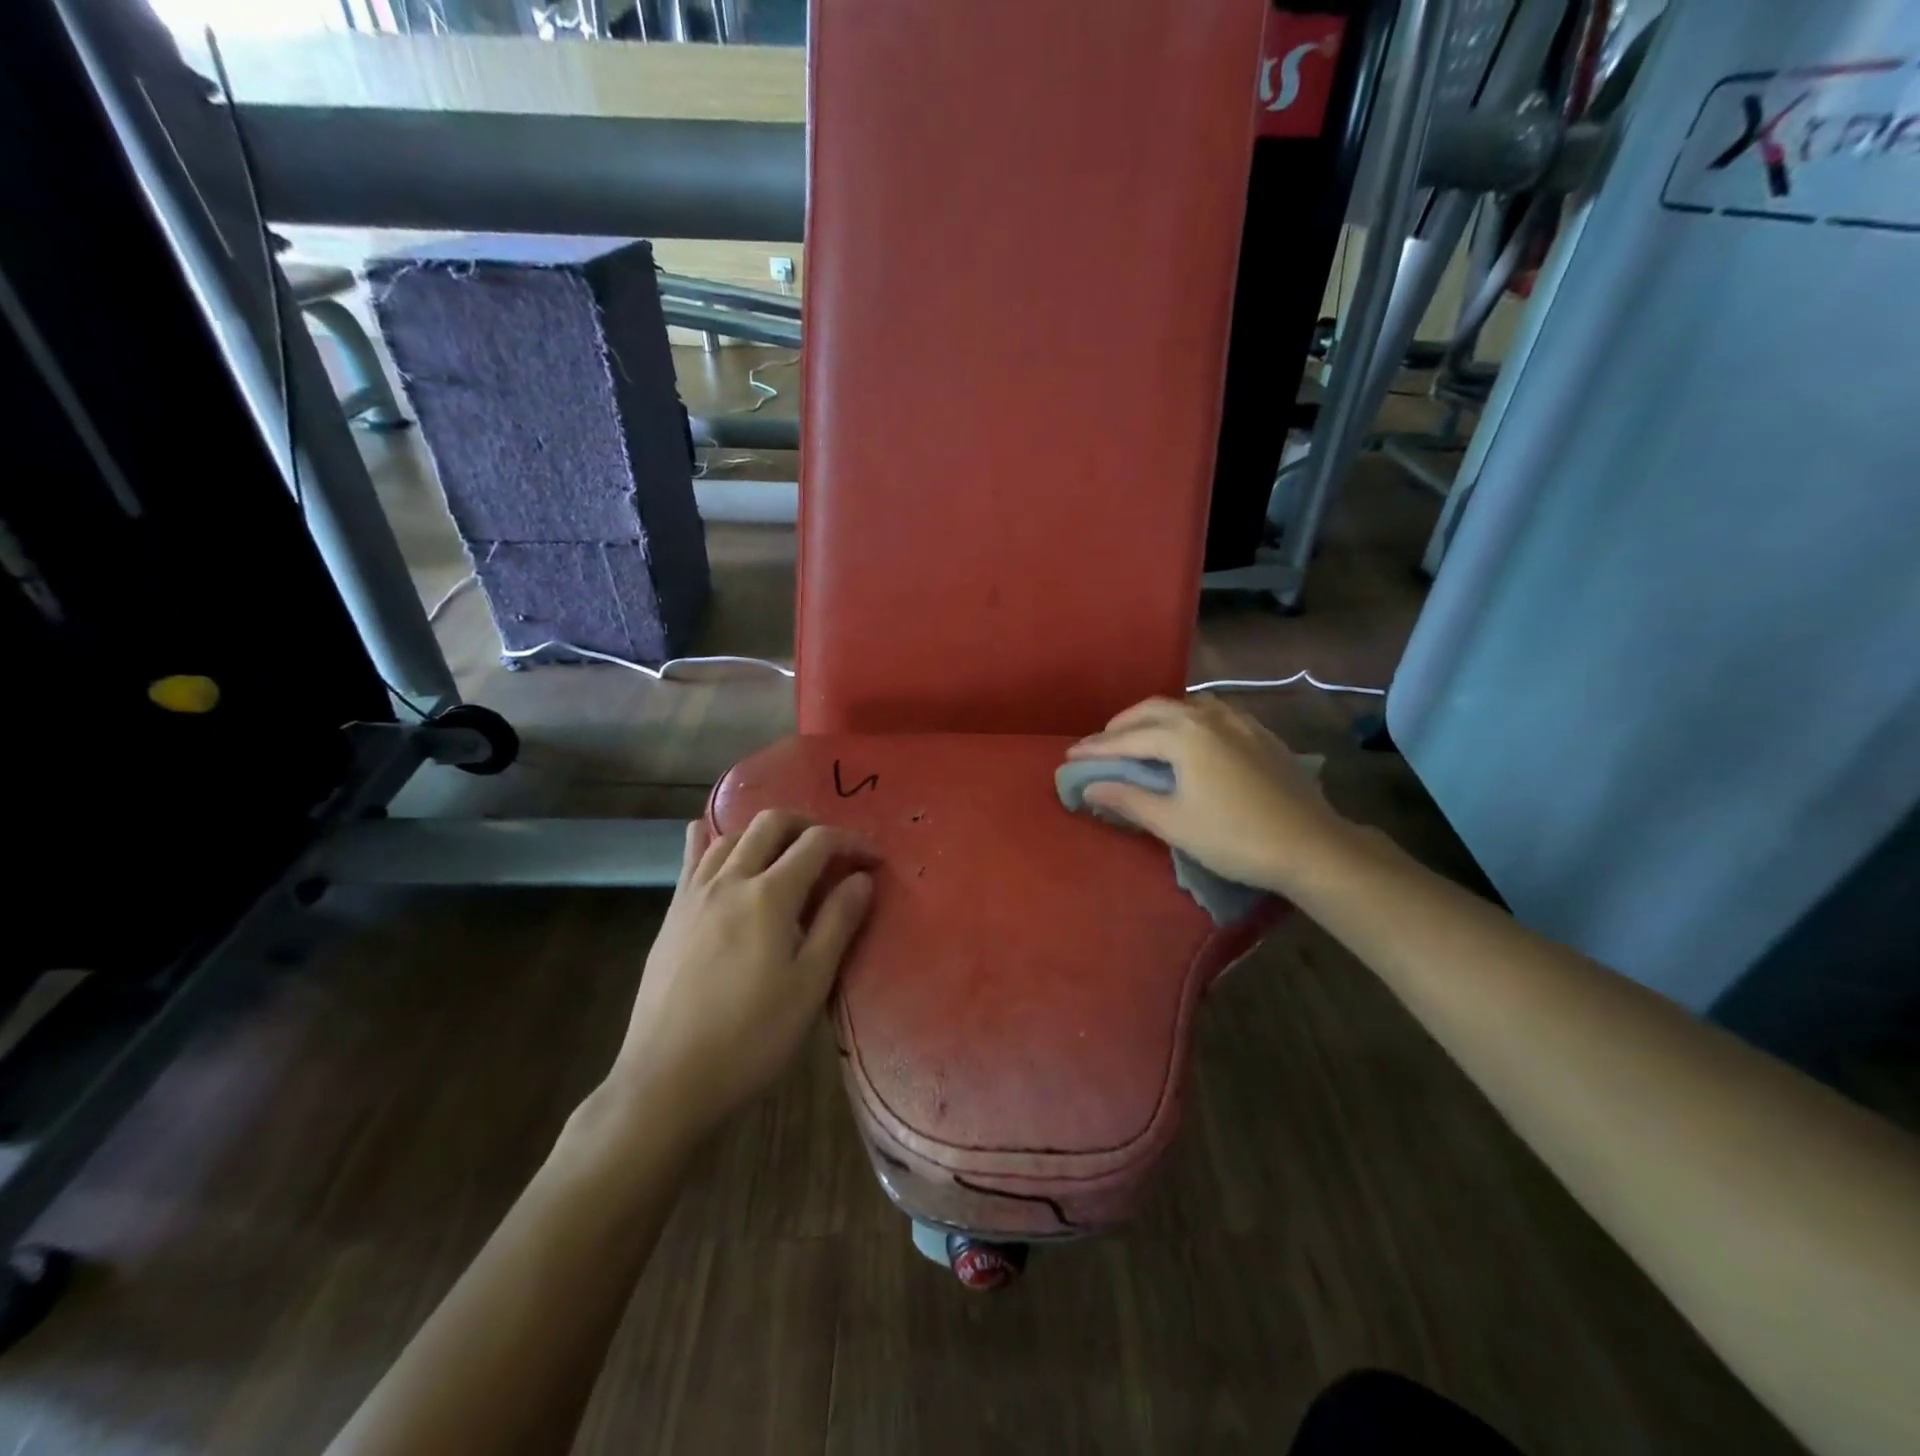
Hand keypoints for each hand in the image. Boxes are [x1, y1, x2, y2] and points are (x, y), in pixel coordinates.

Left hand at [608, 811, 873, 1139]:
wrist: (667, 1081)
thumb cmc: (750, 1038)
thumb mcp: (809, 986)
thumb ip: (837, 924)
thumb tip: (862, 878)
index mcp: (769, 896)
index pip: (817, 843)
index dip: (850, 842)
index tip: (873, 859)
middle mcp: (729, 881)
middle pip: (771, 824)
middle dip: (808, 825)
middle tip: (833, 850)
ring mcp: (694, 895)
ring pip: (731, 835)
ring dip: (765, 832)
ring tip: (785, 853)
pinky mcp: (672, 914)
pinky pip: (692, 859)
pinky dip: (710, 839)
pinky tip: (712, 838)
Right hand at [1066, 695, 1350, 892]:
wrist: (1312, 845)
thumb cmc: (1234, 837)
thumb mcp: (1173, 822)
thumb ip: (1128, 799)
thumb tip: (1090, 787)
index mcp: (1184, 735)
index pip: (1127, 737)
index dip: (1096, 748)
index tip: (1070, 756)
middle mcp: (1209, 717)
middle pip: (1154, 710)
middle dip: (1122, 725)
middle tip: (1100, 744)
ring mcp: (1239, 722)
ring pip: (1186, 706)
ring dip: (1155, 717)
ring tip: (1140, 735)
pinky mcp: (1261, 734)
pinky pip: (1213, 713)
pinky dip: (1187, 719)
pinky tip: (1190, 737)